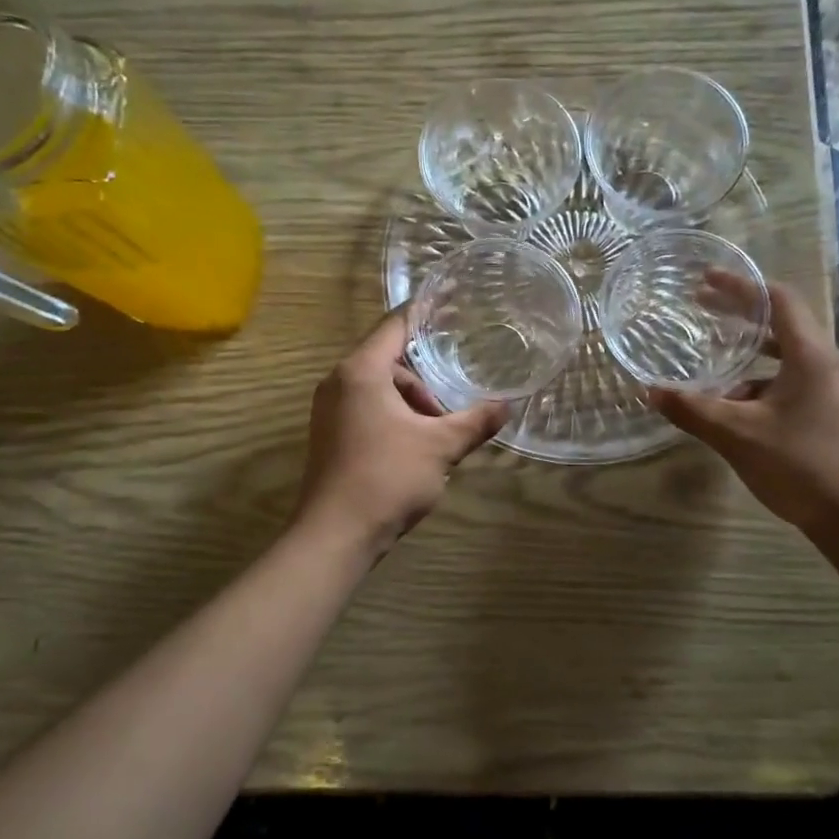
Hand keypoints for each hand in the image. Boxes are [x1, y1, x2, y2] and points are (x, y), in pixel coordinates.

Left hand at [294, 308, 508, 555]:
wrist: (334, 536)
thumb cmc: (387, 478)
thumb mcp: (440, 446)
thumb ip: (475, 421)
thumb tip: (508, 405)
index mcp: (361, 371)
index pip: (396, 324)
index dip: (426, 312)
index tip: (453, 303)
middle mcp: (339, 382)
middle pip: (390, 359)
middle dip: (425, 378)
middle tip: (452, 403)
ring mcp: (330, 410)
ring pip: (380, 388)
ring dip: (412, 403)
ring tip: (438, 434)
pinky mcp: (330, 435)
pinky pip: (368, 408)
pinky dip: (395, 417)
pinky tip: (417, 446)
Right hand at [648, 278, 838, 543]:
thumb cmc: (802, 465)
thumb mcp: (738, 435)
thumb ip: (694, 410)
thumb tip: (651, 391)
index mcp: (811, 356)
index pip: (779, 300)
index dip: (741, 286)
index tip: (706, 279)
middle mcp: (825, 365)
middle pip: (781, 324)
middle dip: (739, 314)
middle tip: (700, 307)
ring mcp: (831, 391)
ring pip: (784, 359)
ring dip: (747, 355)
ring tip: (711, 362)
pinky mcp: (829, 415)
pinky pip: (789, 385)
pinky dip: (758, 385)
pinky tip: (733, 407)